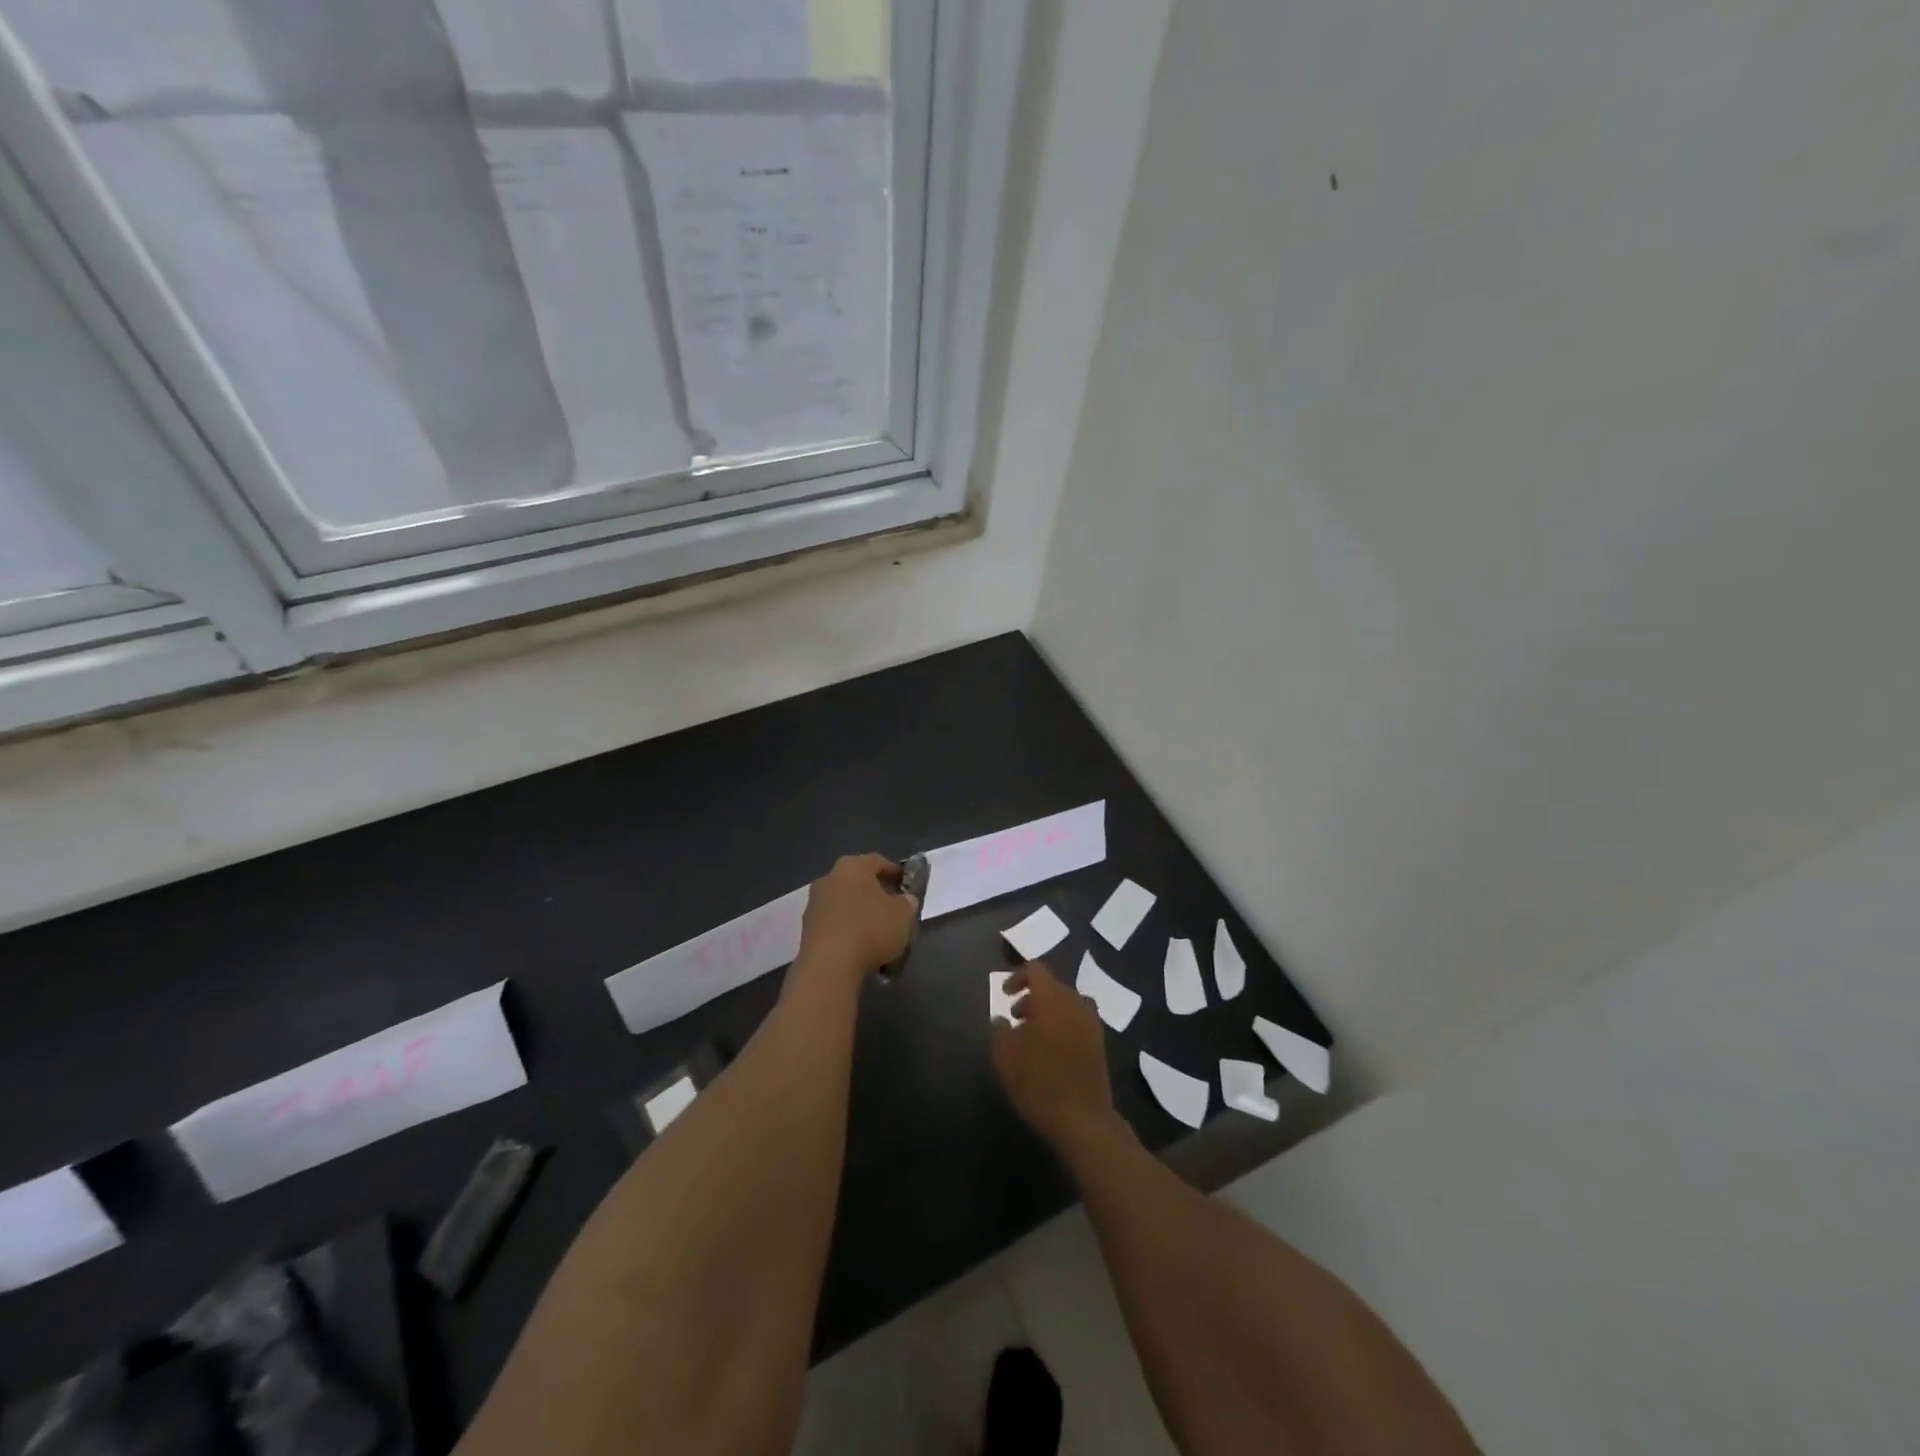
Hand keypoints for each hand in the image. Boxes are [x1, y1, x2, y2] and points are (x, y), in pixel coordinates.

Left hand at [795, 854, 918, 988]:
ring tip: (877, 935)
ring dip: (859, 915)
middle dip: (875, 895)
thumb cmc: (871, 930)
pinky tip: (859, 950)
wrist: (829, 966)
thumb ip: (907, 903)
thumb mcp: (903, 916)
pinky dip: (846, 932)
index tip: (906, 886)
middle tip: (892, 910)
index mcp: (853, 867)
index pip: (877, 861)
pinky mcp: (806, 929)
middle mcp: (829, 879)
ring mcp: (814, 904)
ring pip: (844, 904)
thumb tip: (904, 900)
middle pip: (857, 882)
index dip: (894, 872)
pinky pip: (833, 925)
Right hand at [991, 960, 1121, 1153]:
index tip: (1005, 994)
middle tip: (1015, 1017)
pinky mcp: (1100, 1043)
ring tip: (1031, 1035)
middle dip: (1032, 997)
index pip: (1036, 970)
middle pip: (1052, 986)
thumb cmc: (1039, 1082)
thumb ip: (1000, 1031)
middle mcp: (1076, 1002)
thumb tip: (1002, 1019)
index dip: (1018, 977)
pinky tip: (1050, 1050)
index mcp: (1053, 998)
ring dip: (1047, 1011)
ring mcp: (1092, 1023)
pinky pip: (1077, 1021)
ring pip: (1066, 1004)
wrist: (1083, 1119)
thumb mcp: (1005, 1056)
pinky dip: (1062, 1025)